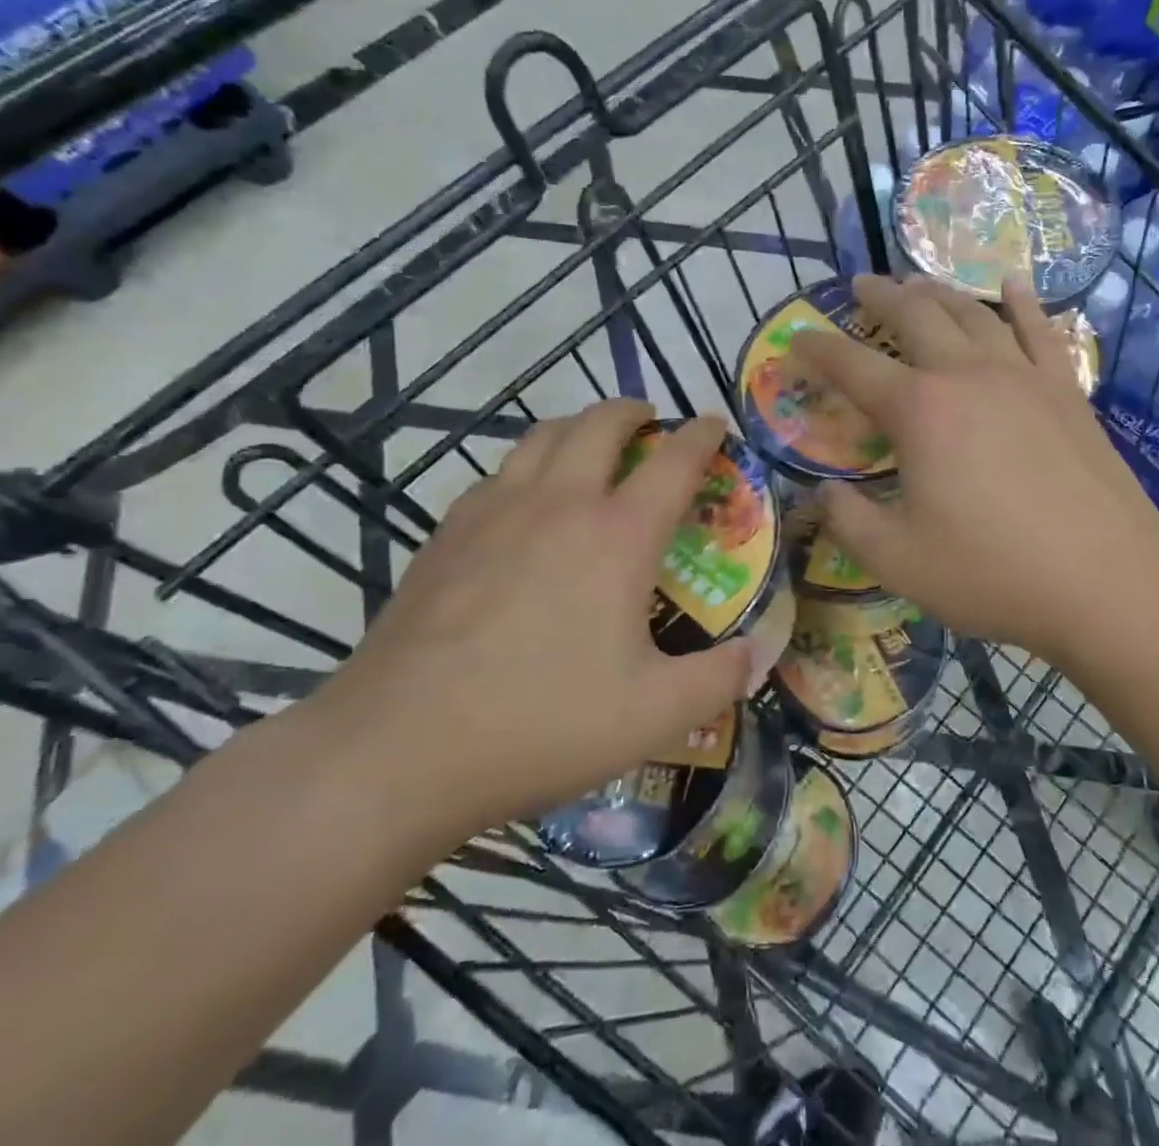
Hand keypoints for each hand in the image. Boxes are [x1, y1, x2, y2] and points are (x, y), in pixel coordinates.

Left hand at [307, 401, 755, 845]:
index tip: (715, 423)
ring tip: (589, 445)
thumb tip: (759, 656)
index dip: (701, 435)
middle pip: (599, 424)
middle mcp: (558, 504)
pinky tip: (523, 502)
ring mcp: (493, 512)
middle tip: (649, 421)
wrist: (398, 748)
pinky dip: (526, 467)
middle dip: (632, 411)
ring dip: (576, 428)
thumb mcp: (652, 716)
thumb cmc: (541, 724)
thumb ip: (718, 680)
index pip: (673, 461)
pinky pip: (497, 475)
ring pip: (540, 437)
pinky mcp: (445, 535)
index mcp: (616, 536)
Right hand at [790, 274, 1158, 662]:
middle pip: (916, 316)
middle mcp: (967, 375)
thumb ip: (848, 521)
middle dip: (881, 296)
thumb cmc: (992, 573)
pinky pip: (1040, 331)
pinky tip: (1013, 285)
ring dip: (939, 292)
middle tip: (861, 285)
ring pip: (973, 313)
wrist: (1108, 582)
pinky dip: (1022, 303)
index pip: (851, 366)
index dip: (816, 349)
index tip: (795, 338)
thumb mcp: (897, 560)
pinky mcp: (1066, 391)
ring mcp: (1023, 376)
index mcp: (919, 411)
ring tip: (918, 282)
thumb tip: (821, 493)